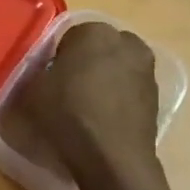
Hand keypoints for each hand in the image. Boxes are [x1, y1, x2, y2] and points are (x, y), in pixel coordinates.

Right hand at [17, 22, 162, 180]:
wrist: (111, 157)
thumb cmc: (67, 115)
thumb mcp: (32, 90)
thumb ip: (37, 71)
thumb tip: (43, 71)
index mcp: (94, 32)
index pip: (70, 36)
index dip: (57, 58)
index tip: (50, 79)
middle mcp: (127, 42)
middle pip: (99, 48)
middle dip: (86, 63)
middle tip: (68, 90)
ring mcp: (147, 69)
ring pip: (117, 68)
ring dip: (105, 80)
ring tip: (86, 108)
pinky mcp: (157, 96)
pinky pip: (130, 89)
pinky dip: (118, 99)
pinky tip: (103, 121)